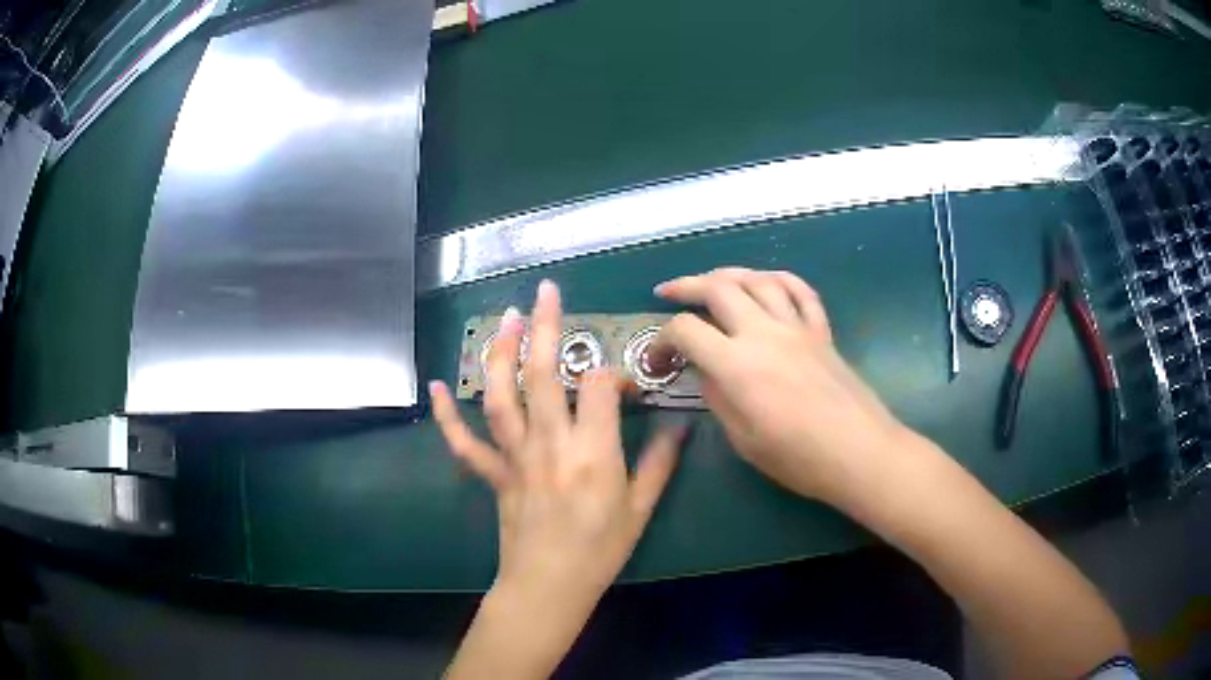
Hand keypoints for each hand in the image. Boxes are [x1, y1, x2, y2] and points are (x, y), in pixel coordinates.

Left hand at [430, 280, 682, 618]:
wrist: (550, 586)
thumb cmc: (601, 550)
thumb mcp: (641, 508)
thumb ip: (661, 462)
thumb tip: (683, 426)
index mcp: (593, 452)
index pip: (601, 387)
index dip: (617, 375)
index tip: (629, 386)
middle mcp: (550, 444)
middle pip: (545, 374)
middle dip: (546, 328)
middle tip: (546, 292)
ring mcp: (515, 457)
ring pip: (502, 395)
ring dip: (502, 353)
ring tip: (507, 317)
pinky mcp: (494, 474)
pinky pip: (464, 442)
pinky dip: (447, 415)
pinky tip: (437, 386)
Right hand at [654, 267, 907, 504]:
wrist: (859, 452)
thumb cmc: (798, 458)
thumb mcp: (743, 439)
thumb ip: (718, 397)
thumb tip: (706, 371)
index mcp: (737, 364)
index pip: (686, 330)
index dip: (661, 340)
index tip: (657, 359)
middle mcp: (764, 332)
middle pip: (718, 288)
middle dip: (686, 286)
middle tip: (668, 292)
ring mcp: (796, 327)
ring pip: (758, 279)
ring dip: (729, 274)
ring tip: (712, 281)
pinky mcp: (821, 331)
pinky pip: (800, 290)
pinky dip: (778, 279)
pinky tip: (767, 282)